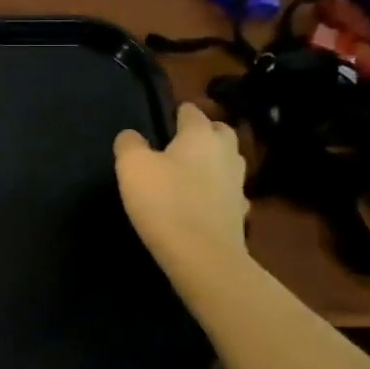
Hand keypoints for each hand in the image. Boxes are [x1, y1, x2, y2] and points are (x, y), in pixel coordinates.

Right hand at [114, 102, 251, 289]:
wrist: (202, 256)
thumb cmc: (164, 201)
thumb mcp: (132, 166)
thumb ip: (129, 144)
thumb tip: (132, 136)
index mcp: (200, 135)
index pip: (192, 112)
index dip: (179, 112)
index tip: (166, 118)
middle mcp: (225, 153)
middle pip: (220, 132)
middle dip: (205, 132)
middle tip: (182, 142)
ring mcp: (238, 184)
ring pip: (229, 161)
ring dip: (214, 161)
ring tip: (191, 170)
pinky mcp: (240, 213)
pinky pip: (230, 193)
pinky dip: (219, 192)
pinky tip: (204, 201)